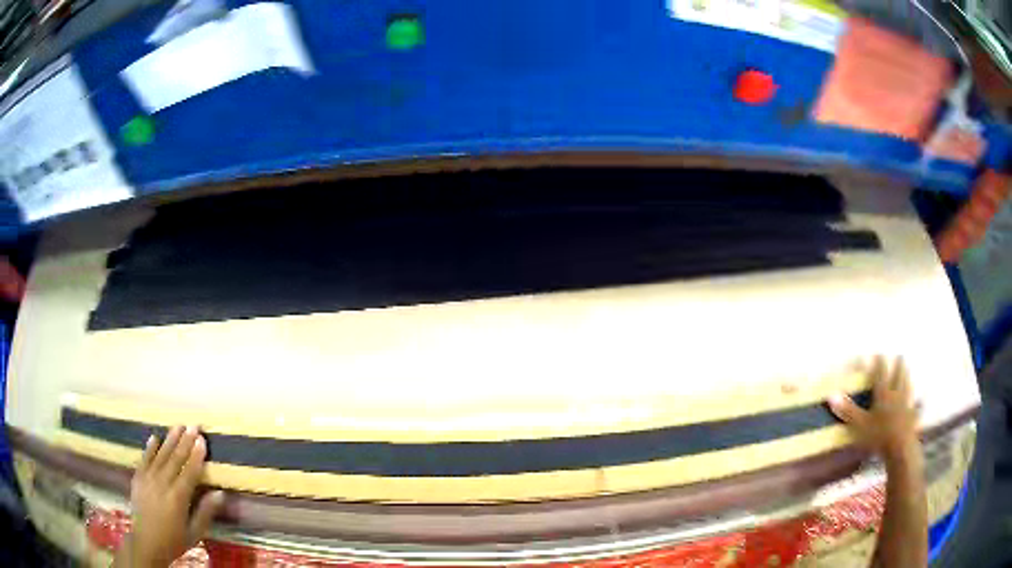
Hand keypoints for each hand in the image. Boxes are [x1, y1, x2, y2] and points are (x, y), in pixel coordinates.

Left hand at [121, 425, 224, 567]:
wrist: (147, 542)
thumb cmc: (174, 540)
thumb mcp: (195, 532)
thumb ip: (205, 512)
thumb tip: (219, 493)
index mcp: (178, 497)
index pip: (190, 471)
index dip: (197, 455)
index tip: (202, 440)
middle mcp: (163, 483)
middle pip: (175, 458)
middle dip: (185, 441)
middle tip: (194, 426)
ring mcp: (148, 478)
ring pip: (161, 454)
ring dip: (170, 439)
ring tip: (178, 425)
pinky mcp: (138, 477)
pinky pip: (145, 458)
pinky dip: (150, 447)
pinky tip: (155, 437)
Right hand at [829, 356, 919, 462]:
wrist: (900, 448)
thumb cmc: (878, 436)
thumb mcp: (859, 425)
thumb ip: (848, 410)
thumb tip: (831, 394)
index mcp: (883, 395)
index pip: (880, 375)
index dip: (879, 364)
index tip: (879, 353)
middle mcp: (895, 396)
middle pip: (898, 377)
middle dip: (898, 366)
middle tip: (900, 355)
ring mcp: (905, 407)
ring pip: (907, 388)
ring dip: (907, 378)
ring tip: (908, 371)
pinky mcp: (911, 419)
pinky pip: (915, 408)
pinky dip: (917, 403)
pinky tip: (921, 402)